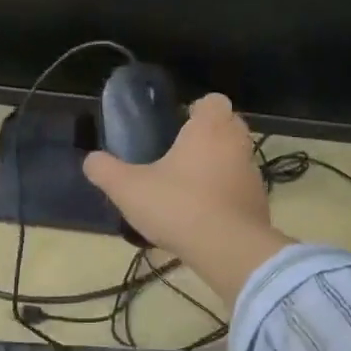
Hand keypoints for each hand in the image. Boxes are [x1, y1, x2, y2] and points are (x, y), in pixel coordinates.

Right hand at [83, 95, 288, 302]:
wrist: (228, 249)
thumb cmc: (178, 206)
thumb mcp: (129, 189)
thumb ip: (106, 171)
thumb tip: (90, 160)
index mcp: (210, 128)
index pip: (214, 101)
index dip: (198, 109)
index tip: (180, 125)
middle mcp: (237, 144)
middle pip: (229, 127)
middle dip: (209, 136)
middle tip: (182, 155)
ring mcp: (253, 174)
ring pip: (237, 159)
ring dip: (219, 167)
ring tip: (191, 189)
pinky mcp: (260, 203)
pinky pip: (241, 190)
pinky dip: (227, 196)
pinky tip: (205, 216)